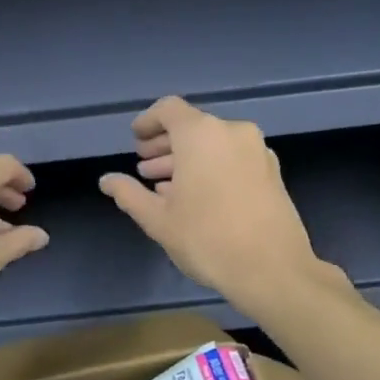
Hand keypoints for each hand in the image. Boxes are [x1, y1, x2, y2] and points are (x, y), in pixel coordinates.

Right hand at [99, 97, 330, 317]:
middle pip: (192, 126)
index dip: (148, 122)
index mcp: (201, 134)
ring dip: (187, 159)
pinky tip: (197, 197)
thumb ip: (129, 194)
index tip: (135, 140)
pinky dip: (211, 167)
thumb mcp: (158, 219)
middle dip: (165, 145)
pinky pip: (233, 158)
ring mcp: (257, 151)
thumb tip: (106, 181)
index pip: (169, 109)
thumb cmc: (207, 239)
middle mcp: (232, 132)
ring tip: (165, 186)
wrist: (273, 269)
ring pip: (214, 144)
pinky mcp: (272, 172)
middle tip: (144, 166)